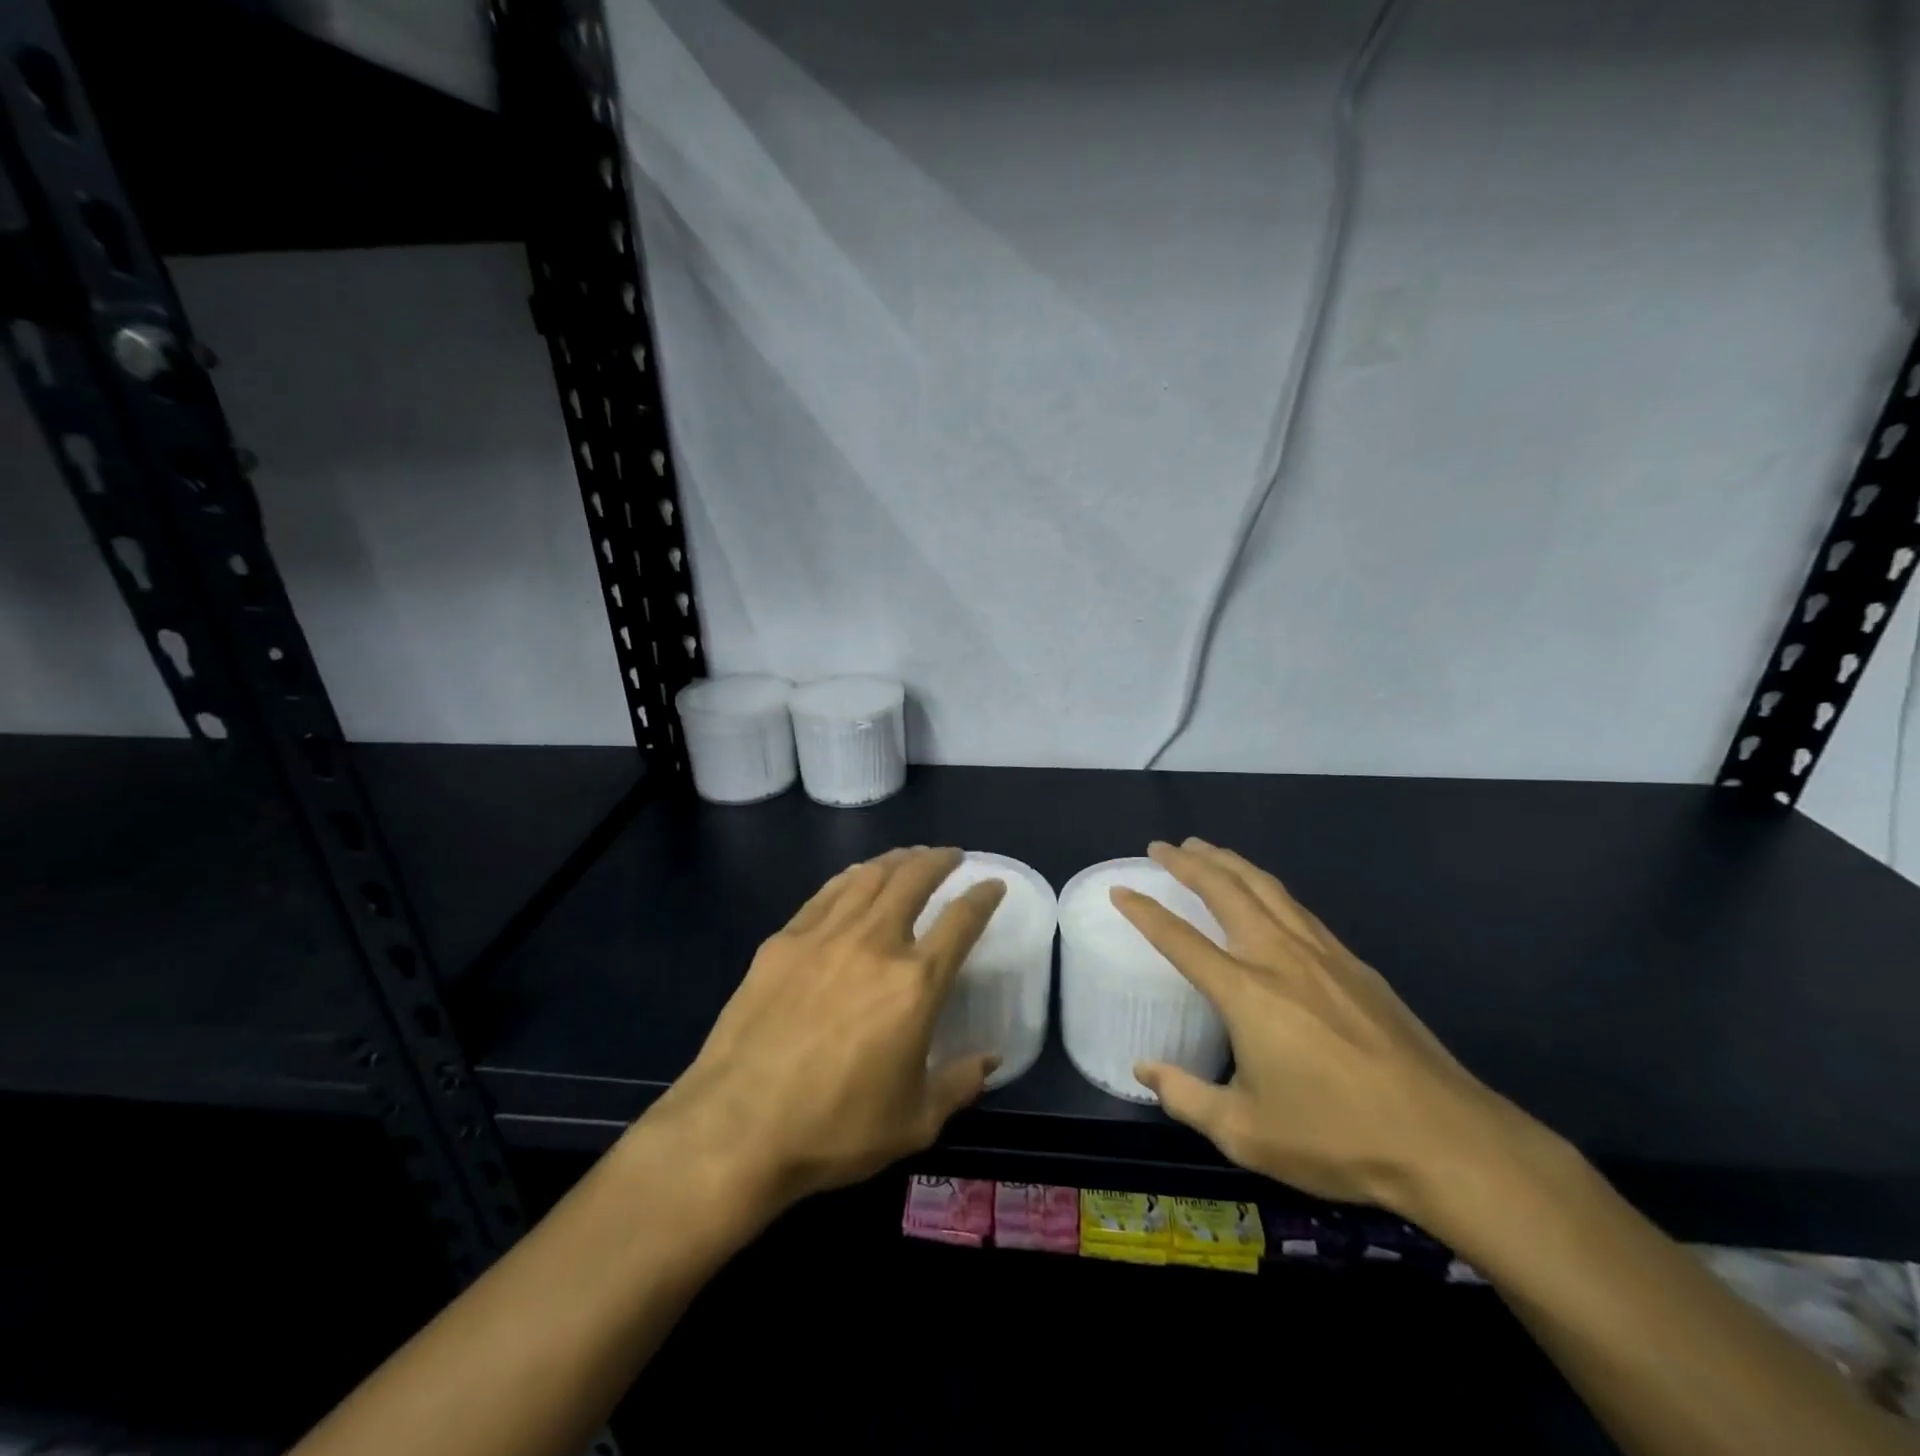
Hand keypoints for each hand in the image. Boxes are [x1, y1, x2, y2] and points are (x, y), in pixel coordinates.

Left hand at [646, 846, 1006, 1215]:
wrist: (736, 1128)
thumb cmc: (834, 1129)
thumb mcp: (914, 1122)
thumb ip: (959, 1084)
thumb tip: (990, 1059)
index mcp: (915, 983)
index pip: (961, 921)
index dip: (982, 896)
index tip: (992, 883)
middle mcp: (874, 943)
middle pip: (914, 880)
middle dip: (939, 860)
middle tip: (951, 856)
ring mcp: (824, 935)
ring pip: (869, 876)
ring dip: (897, 859)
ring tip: (910, 857)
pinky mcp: (783, 941)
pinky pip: (827, 893)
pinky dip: (852, 877)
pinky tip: (856, 877)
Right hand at [1112, 838, 1531, 1218]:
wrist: (1446, 1140)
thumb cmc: (1337, 1137)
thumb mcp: (1246, 1132)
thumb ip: (1187, 1096)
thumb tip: (1144, 1069)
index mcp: (1245, 992)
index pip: (1180, 938)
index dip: (1144, 911)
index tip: (1120, 890)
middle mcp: (1279, 958)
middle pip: (1226, 891)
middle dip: (1189, 863)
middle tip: (1162, 847)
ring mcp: (1322, 955)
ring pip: (1266, 888)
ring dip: (1230, 862)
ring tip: (1206, 848)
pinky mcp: (1356, 965)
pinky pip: (1298, 908)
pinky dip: (1268, 887)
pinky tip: (1266, 893)